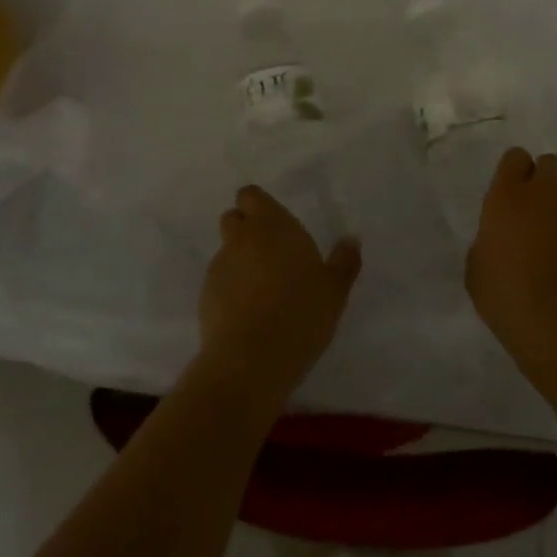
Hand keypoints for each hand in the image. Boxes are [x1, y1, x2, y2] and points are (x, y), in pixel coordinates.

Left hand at [199, 186, 361, 397]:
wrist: (251, 360)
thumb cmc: (300, 313)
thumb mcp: (334, 290)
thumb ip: (344, 261)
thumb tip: (351, 240)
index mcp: (272, 225)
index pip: (251, 196)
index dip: (258, 206)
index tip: (274, 224)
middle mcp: (241, 238)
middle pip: (234, 219)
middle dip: (246, 230)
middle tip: (270, 254)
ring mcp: (219, 267)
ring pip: (226, 252)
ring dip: (239, 262)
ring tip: (261, 290)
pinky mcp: (205, 297)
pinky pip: (219, 282)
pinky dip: (229, 289)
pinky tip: (247, 314)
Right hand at [467, 147, 556, 378]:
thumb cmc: (505, 295)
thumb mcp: (477, 268)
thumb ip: (489, 242)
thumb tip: (500, 241)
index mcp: (508, 195)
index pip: (516, 156)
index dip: (514, 170)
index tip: (510, 191)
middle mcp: (545, 195)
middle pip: (551, 163)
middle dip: (544, 178)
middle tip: (535, 208)